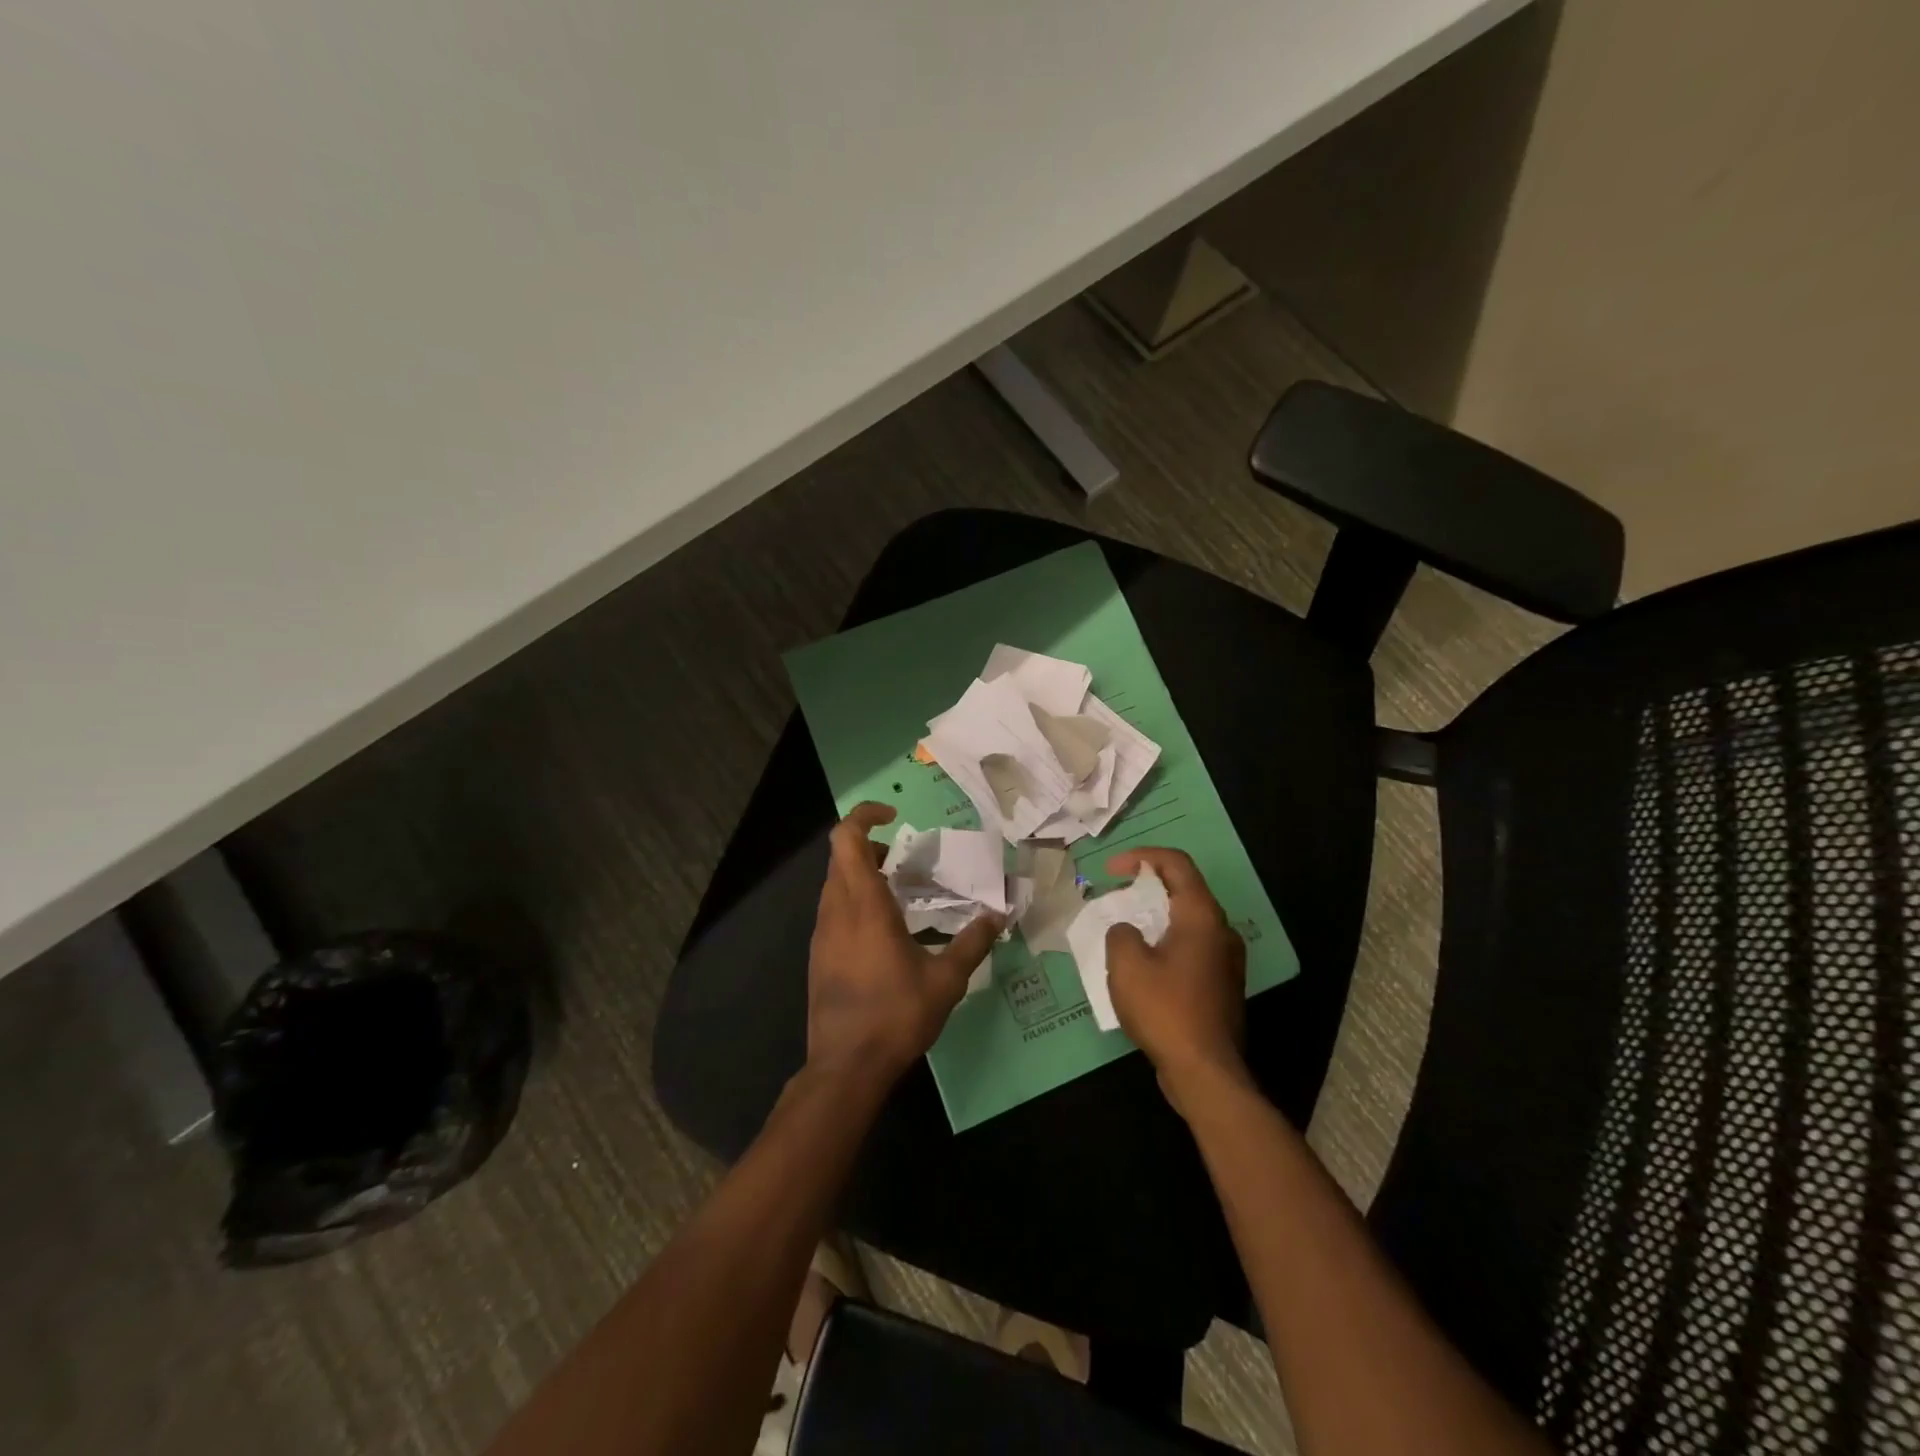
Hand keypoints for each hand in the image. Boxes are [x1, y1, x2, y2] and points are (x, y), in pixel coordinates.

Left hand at [807, 802, 1002, 1087]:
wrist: (845, 1067)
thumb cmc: (896, 1015)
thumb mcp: (946, 980)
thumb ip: (972, 943)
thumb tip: (998, 916)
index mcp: (863, 905)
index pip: (847, 839)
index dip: (864, 816)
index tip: (894, 816)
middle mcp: (836, 911)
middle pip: (841, 858)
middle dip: (871, 847)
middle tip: (907, 861)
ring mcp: (822, 934)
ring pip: (835, 884)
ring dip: (863, 876)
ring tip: (902, 893)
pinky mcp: (818, 956)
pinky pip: (834, 911)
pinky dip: (856, 902)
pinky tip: (886, 931)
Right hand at [1104, 847, 1249, 1115]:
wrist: (1205, 1072)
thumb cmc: (1165, 1010)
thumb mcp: (1127, 965)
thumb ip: (1120, 933)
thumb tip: (1128, 931)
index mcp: (1201, 916)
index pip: (1176, 864)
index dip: (1141, 857)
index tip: (1111, 870)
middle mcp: (1221, 930)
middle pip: (1184, 890)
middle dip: (1146, 886)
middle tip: (1115, 895)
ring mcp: (1226, 960)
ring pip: (1188, 921)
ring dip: (1155, 917)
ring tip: (1124, 929)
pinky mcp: (1222, 985)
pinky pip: (1191, 948)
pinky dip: (1165, 942)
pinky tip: (1142, 965)